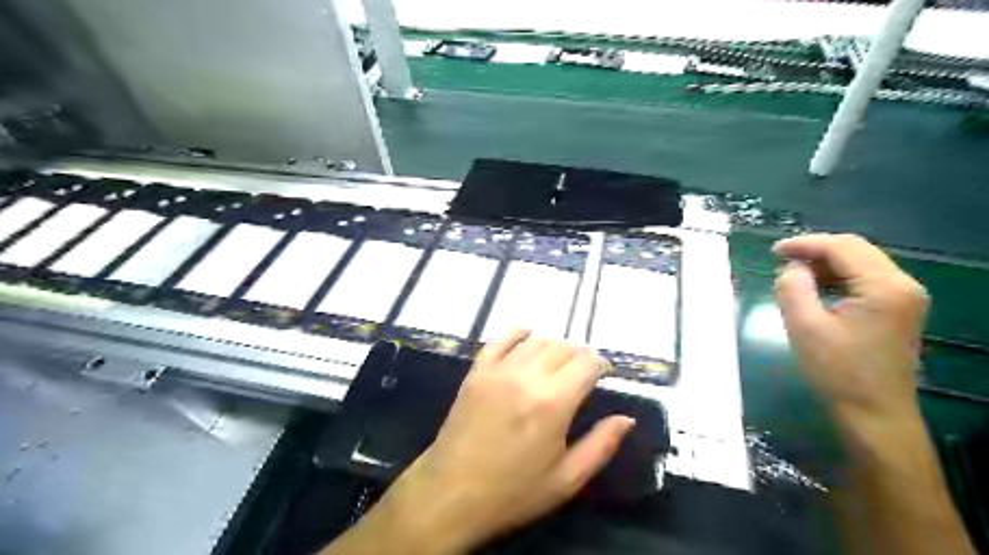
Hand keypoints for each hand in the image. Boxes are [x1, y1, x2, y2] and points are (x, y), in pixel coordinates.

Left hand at [348, 332, 633, 552]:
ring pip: (535, 341)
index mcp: (553, 403)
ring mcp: (498, 371)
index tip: (603, 374)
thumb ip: (601, 445)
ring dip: (553, 345)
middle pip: (562, 347)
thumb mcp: (566, 479)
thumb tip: (627, 418)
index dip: (600, 364)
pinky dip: (517, 333)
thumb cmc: (513, 492)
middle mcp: (527, 377)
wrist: (452, 493)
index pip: (586, 363)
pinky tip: (526, 335)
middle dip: (579, 354)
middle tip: (583, 371)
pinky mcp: (477, 372)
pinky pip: (499, 341)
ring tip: (559, 361)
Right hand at [772, 232, 928, 431]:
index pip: (842, 247)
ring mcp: (905, 299)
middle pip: (856, 250)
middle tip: (780, 260)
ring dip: (826, 264)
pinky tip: (816, 289)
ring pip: (861, 263)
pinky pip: (866, 280)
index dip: (805, 244)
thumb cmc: (838, 372)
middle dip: (815, 250)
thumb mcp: (804, 327)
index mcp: (884, 286)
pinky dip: (838, 278)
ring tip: (793, 274)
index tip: (773, 251)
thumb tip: (791, 268)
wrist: (874, 415)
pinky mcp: (898, 311)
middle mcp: (902, 285)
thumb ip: (792, 288)